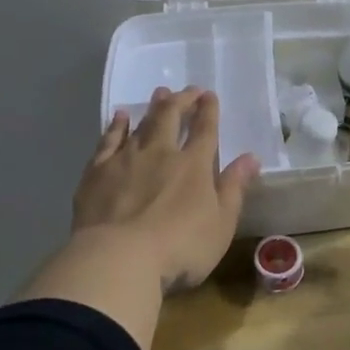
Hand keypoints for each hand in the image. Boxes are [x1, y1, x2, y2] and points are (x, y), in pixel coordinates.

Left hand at [75, 86, 259, 291]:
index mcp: (194, 165)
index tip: (209, 96)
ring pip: (141, 124)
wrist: (118, 258)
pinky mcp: (97, 172)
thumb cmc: (180, 248)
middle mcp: (161, 153)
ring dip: (152, 107)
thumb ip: (234, 188)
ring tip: (160, 93)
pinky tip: (119, 117)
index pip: (205, 130)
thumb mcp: (221, 224)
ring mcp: (126, 159)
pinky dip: (116, 126)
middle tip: (188, 90)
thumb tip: (251, 158)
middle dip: (182, 101)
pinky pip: (108, 140)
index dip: (208, 110)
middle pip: (171, 117)